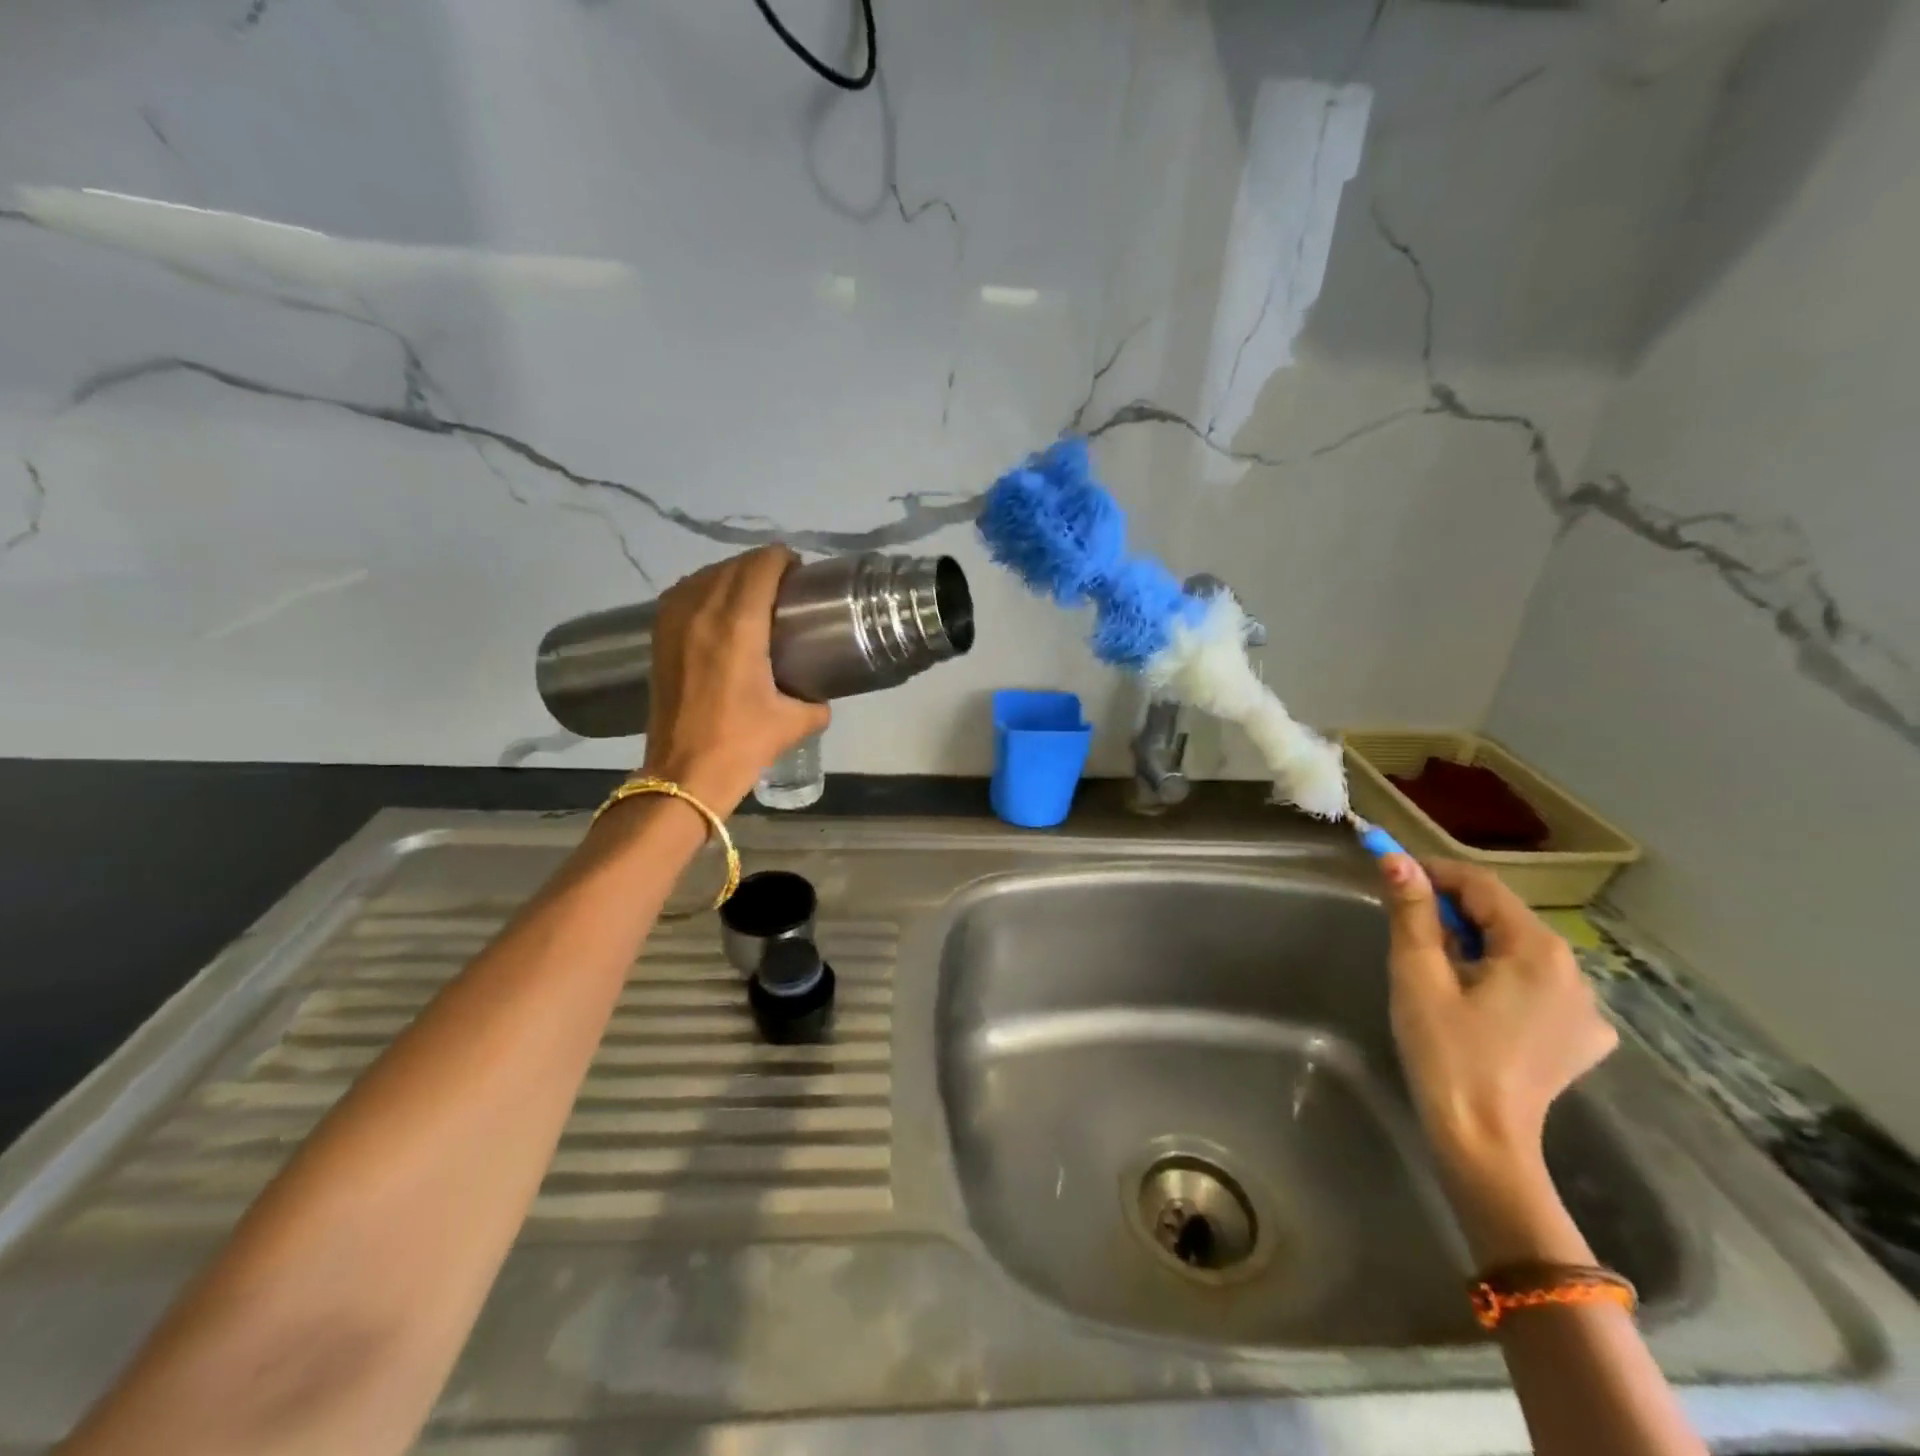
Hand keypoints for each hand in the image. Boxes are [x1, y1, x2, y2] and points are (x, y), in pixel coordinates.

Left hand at [640, 546, 831, 812]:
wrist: (684, 773)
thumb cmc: (741, 744)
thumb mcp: (794, 723)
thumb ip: (816, 702)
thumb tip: (820, 697)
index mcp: (738, 626)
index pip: (760, 567)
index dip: (782, 559)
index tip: (800, 570)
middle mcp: (702, 613)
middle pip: (733, 566)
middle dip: (760, 565)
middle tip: (784, 584)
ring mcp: (674, 623)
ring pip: (704, 576)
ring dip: (730, 574)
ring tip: (752, 592)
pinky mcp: (658, 638)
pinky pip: (683, 594)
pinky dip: (704, 589)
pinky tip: (717, 608)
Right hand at [1380, 856, 1617, 1183]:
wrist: (1482, 1140)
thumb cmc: (1444, 1051)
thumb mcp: (1417, 975)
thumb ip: (1411, 912)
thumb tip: (1395, 859)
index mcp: (1537, 950)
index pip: (1482, 885)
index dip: (1435, 873)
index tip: (1394, 878)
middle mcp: (1575, 971)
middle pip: (1504, 917)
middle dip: (1454, 913)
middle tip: (1408, 930)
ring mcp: (1587, 1008)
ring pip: (1520, 951)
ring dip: (1477, 946)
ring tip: (1439, 973)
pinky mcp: (1582, 1037)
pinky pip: (1538, 986)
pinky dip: (1504, 980)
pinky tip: (1480, 1006)